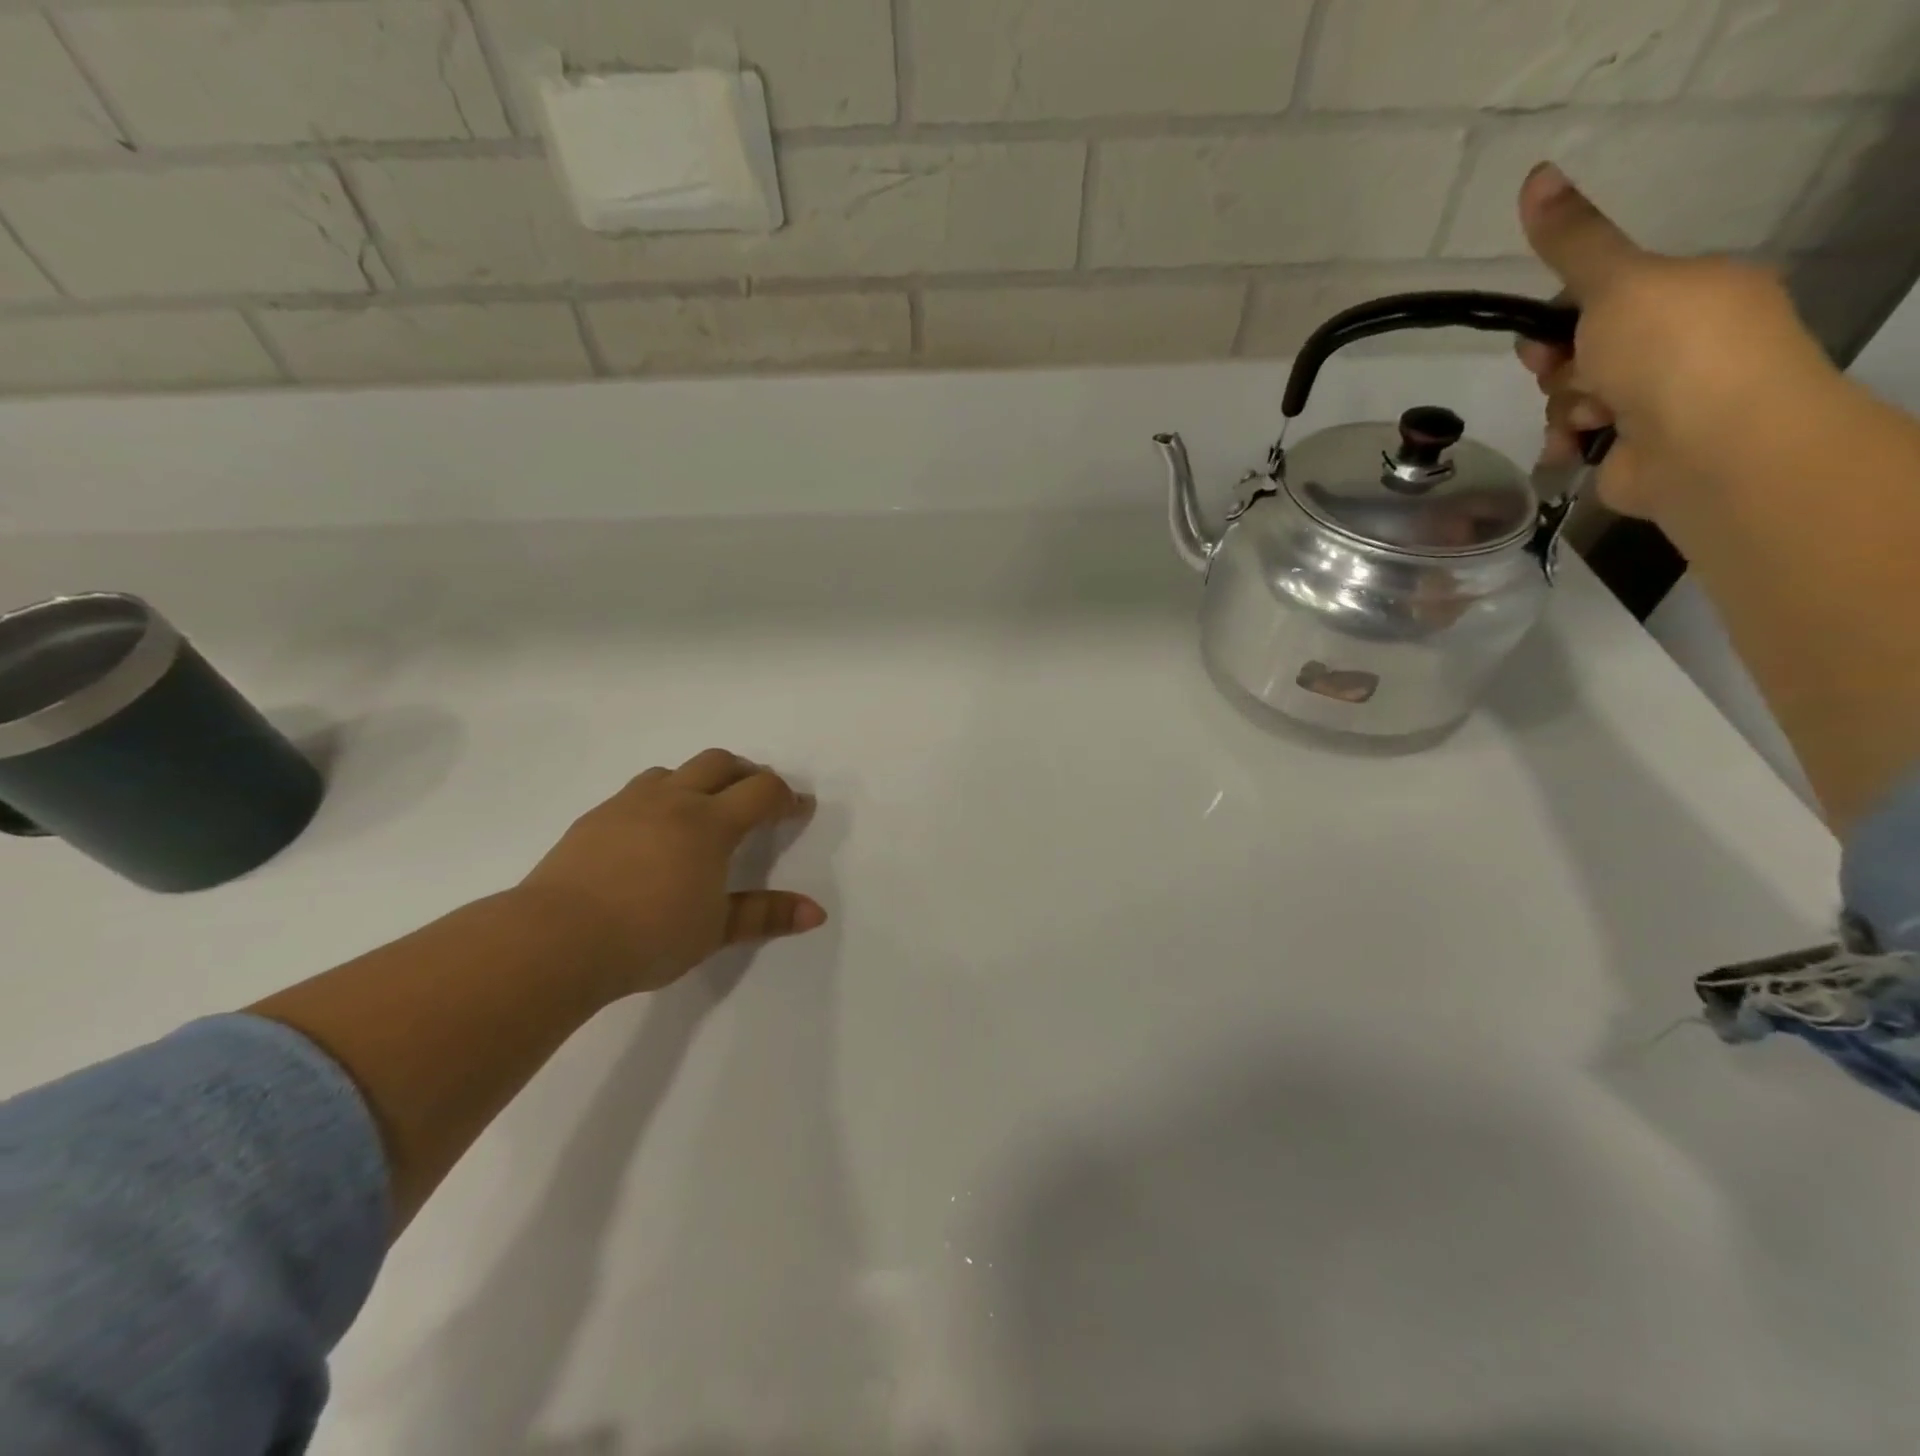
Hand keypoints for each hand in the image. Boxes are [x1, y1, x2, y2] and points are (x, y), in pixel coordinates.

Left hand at [516, 748, 823, 998]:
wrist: (555, 939)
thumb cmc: (648, 936)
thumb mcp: (715, 930)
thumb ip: (766, 915)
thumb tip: (816, 913)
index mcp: (710, 823)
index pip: (761, 791)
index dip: (786, 797)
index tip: (799, 809)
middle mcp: (673, 801)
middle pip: (719, 762)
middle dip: (746, 773)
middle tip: (758, 797)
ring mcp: (629, 804)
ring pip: (674, 771)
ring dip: (699, 780)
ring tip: (704, 809)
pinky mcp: (595, 817)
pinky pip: (638, 791)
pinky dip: (661, 797)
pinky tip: (653, 831)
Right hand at [1514, 161, 1840, 521]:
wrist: (1710, 445)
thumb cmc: (1672, 351)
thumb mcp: (1618, 282)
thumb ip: (1573, 241)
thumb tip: (1535, 174)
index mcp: (1690, 293)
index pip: (1602, 297)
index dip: (1561, 317)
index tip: (1546, 335)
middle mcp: (1678, 344)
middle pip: (1580, 350)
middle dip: (1560, 367)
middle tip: (1565, 373)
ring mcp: (1657, 400)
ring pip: (1572, 396)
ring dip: (1567, 406)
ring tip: (1591, 417)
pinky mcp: (1633, 448)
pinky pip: (1577, 437)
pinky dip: (1570, 441)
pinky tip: (1579, 446)